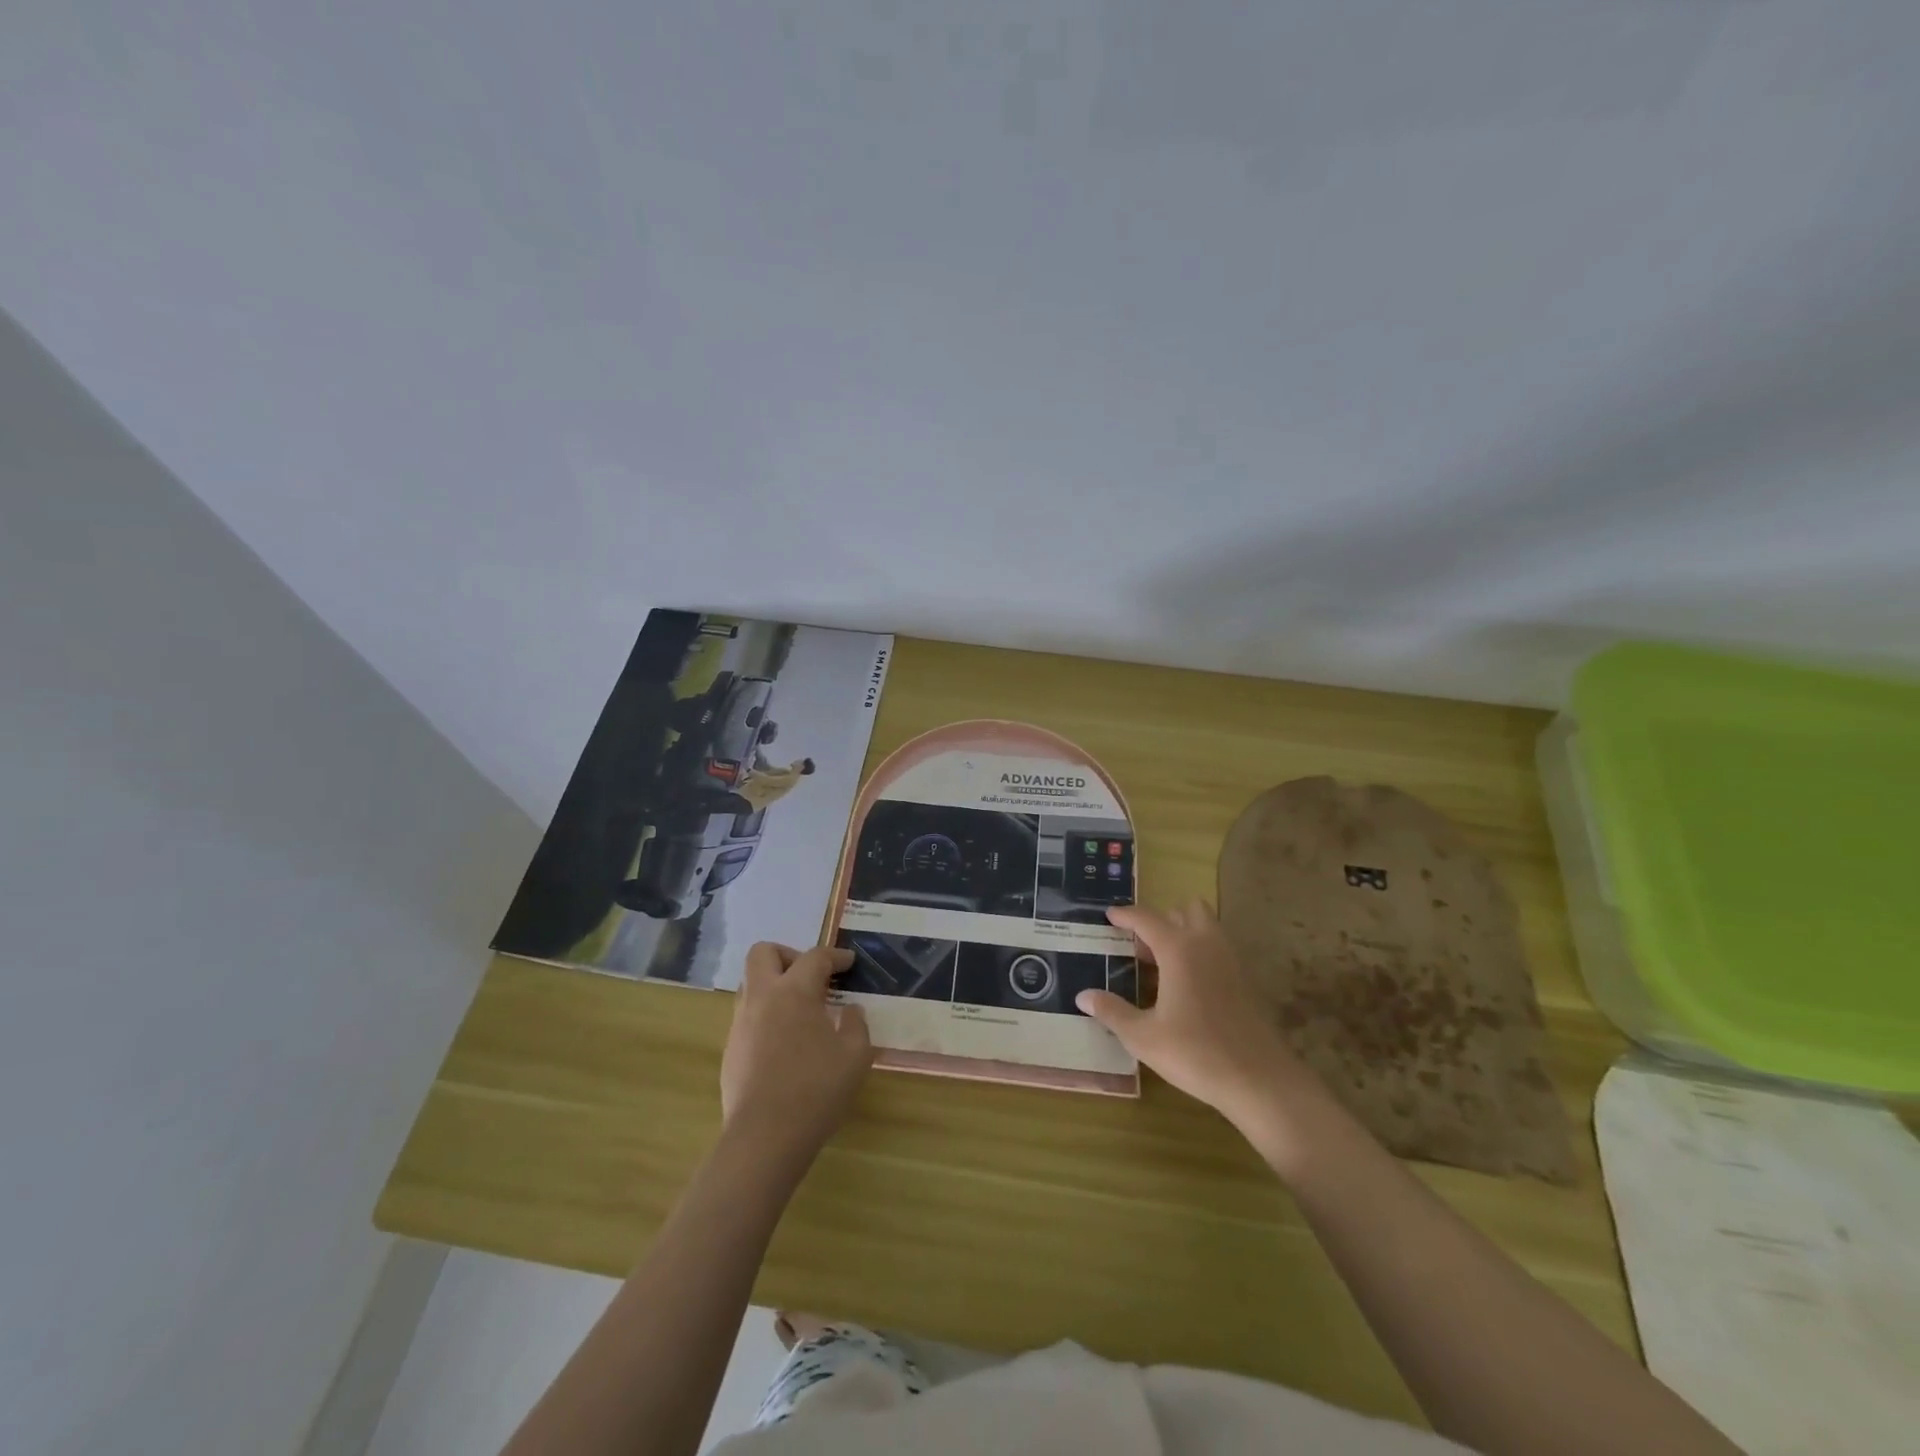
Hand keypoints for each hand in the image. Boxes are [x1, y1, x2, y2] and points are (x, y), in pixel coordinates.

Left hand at [720, 943, 872, 1157]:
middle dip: (788, 955)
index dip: (835, 956)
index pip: (815, 957)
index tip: (849, 963)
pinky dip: (767, 1015)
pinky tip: (785, 1042)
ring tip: (800, 1010)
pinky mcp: (730, 1050)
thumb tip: (850, 1011)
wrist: (765, 1138)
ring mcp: (740, 1023)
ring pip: (751, 984)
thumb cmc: (817, 1090)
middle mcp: (762, 998)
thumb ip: (856, 1025)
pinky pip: (747, 1016)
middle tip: (811, 977)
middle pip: (763, 953)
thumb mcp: (856, 1056)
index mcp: (794, 992)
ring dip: (774, 985)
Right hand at [1077, 899, 1314, 1132]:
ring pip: (1206, 928)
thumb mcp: (1144, 1037)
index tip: (1109, 915)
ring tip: (1160, 965)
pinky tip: (1185, 987)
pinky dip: (1199, 954)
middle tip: (1140, 947)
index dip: (1125, 915)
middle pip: (1185, 911)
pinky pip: (1217, 950)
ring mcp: (1231, 961)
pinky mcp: (1245, 981)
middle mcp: (1206, 945)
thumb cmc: (1196, 1053)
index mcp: (1179, 949)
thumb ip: (1112, 1012)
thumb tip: (1083, 996)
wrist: (1261, 1081)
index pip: (1147, 919)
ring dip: (1183, 934)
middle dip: (1162, 921)